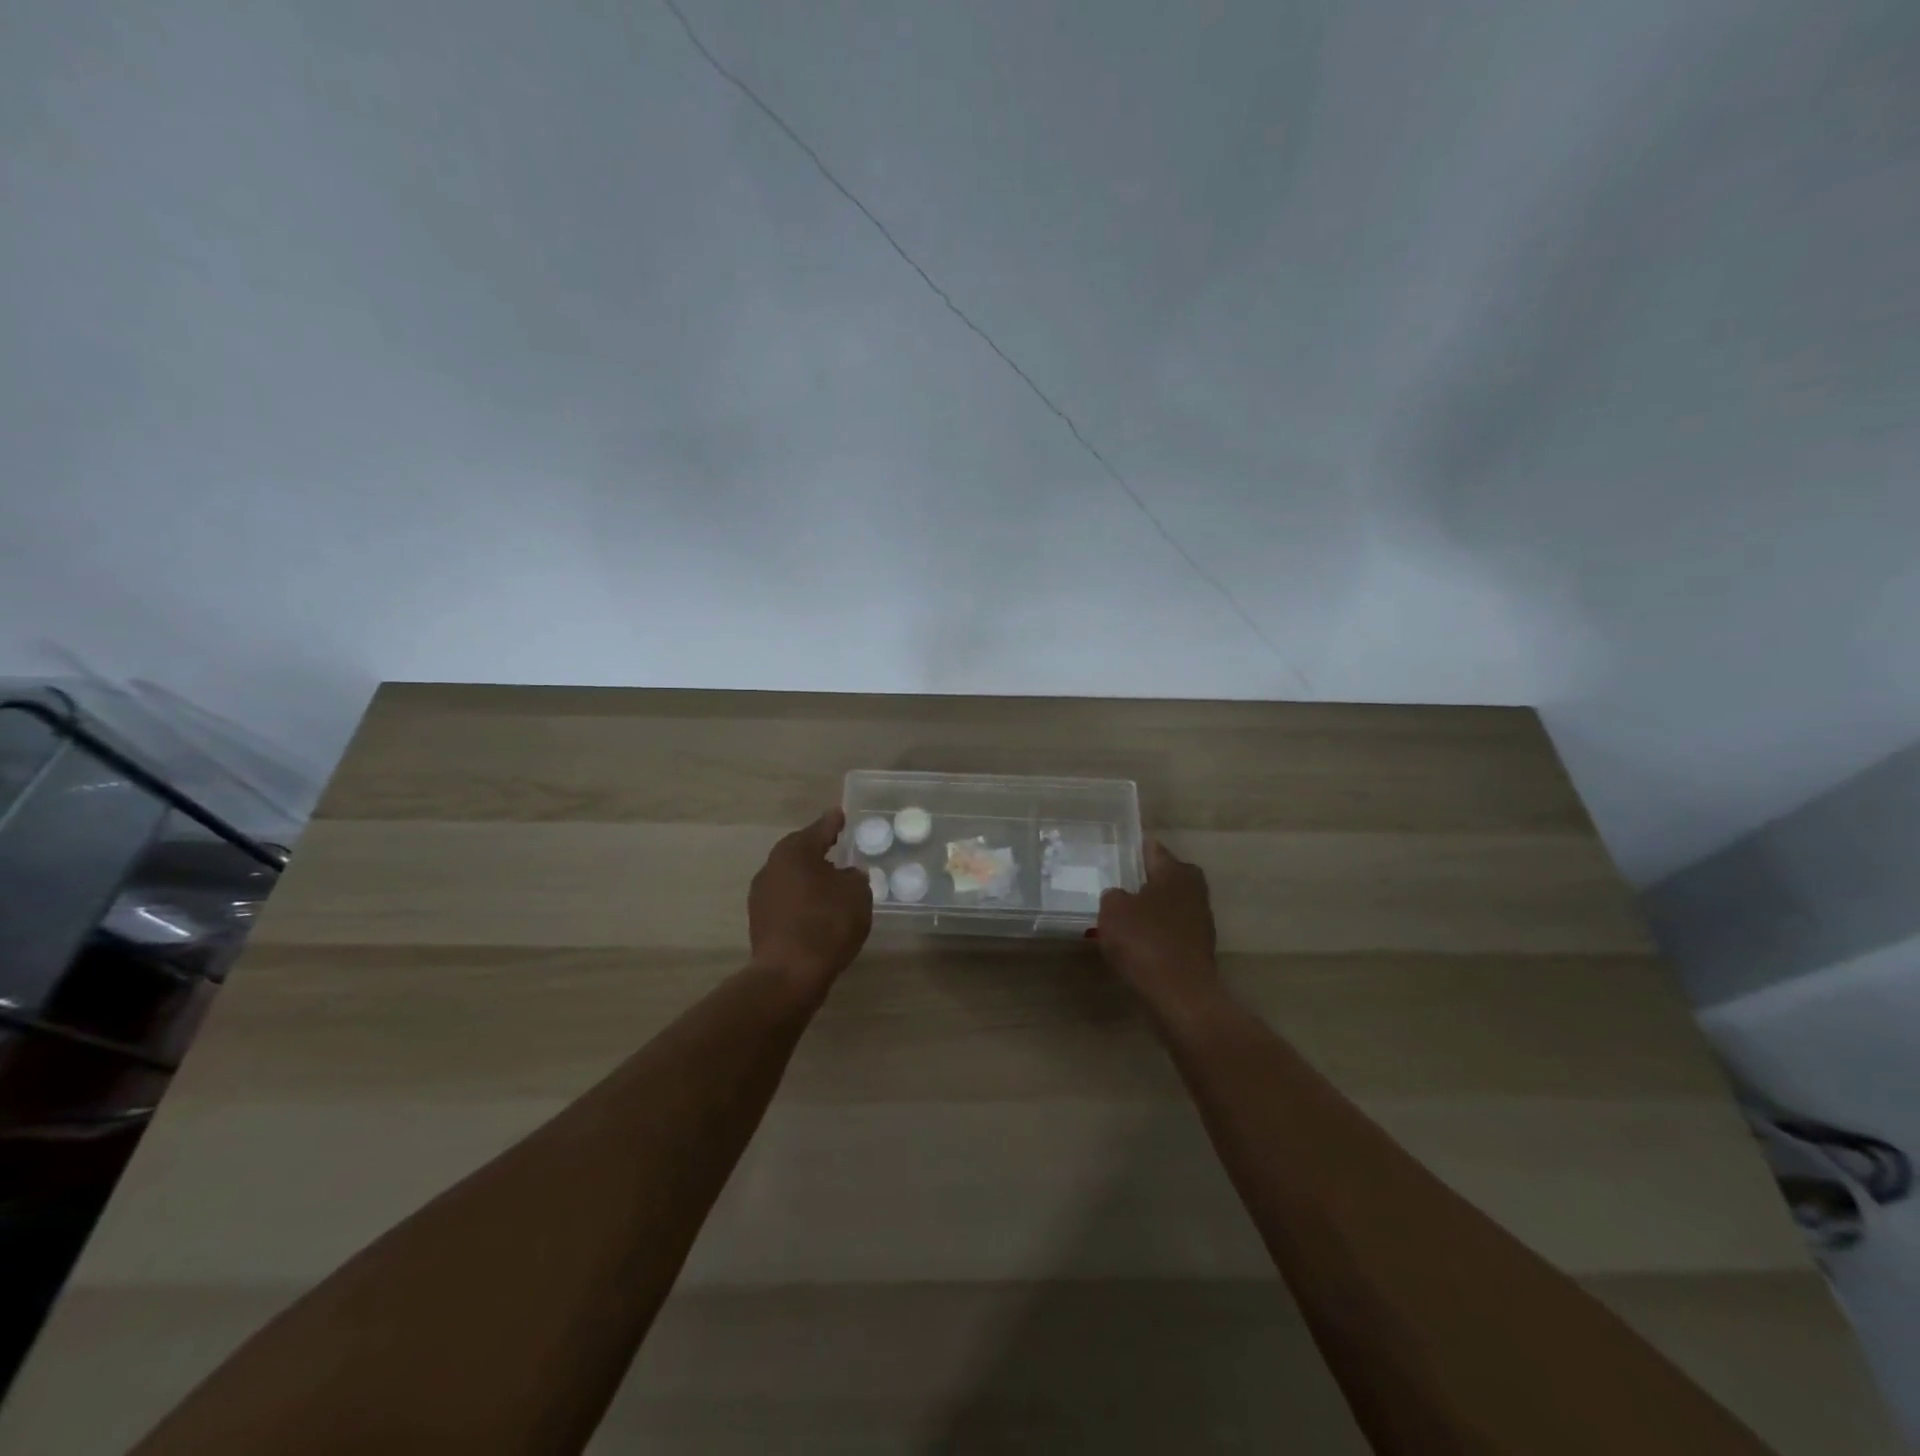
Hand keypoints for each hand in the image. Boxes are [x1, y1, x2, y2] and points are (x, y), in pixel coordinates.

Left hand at [749, 808, 873, 998]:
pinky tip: (820, 910)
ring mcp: (762, 896)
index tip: (841, 814)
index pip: (820, 829)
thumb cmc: (826, 923)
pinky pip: (788, 901)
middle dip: (819, 850)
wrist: (789, 974)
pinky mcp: (761, 922)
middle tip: (839, 847)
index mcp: (795, 850)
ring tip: (833, 882)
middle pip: (800, 852)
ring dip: (810, 878)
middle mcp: (772, 867)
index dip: (834, 823)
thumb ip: (854, 877)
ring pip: (792, 877)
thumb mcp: (856, 893)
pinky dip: (804, 901)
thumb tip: (847, 875)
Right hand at [1097, 840, 1226, 1020]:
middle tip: (1120, 883)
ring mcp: (1201, 920)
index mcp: (1175, 872)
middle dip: (1147, 878)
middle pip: (1168, 875)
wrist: (1180, 994)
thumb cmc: (1144, 941)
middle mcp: (1194, 890)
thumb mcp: (1113, 911)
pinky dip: (1158, 931)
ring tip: (1125, 914)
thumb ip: (1113, 896)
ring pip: (1171, 903)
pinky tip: (1138, 941)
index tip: (1118, 849)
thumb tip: (1120, 896)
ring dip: (1153, 907)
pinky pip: (1173, 929)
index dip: (1135, 848)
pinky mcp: (1199, 948)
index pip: (1154, 849)